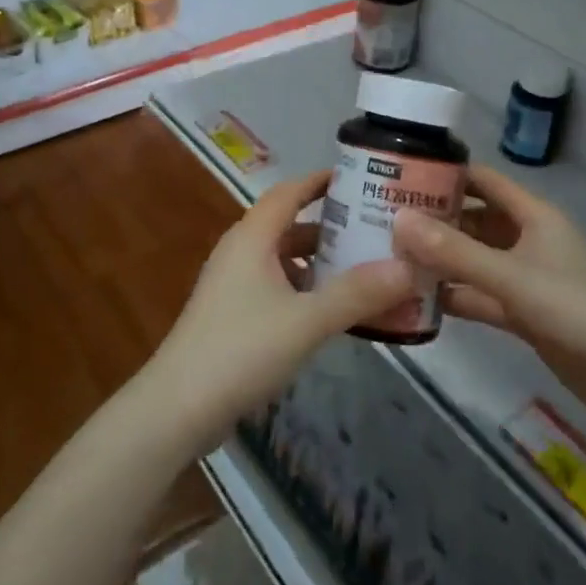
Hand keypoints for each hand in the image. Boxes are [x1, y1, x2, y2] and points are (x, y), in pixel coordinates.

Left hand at [148, 171, 418, 449]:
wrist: (178, 408)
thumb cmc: (242, 350)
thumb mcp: (307, 320)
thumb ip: (357, 293)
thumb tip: (408, 267)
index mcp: (252, 237)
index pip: (290, 191)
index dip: (321, 180)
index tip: (360, 176)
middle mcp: (240, 251)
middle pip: (290, 225)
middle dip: (331, 225)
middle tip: (376, 229)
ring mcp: (233, 284)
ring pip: (283, 259)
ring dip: (319, 261)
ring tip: (364, 269)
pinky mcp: (232, 314)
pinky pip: (276, 286)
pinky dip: (305, 289)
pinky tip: (332, 310)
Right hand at [392, 167, 585, 427]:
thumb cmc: (574, 309)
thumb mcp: (510, 277)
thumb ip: (454, 251)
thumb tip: (398, 220)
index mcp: (533, 215)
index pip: (483, 180)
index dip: (446, 173)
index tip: (401, 174)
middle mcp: (528, 239)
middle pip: (474, 220)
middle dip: (435, 220)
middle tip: (384, 221)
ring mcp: (526, 277)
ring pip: (475, 259)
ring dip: (441, 259)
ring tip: (392, 257)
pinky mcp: (525, 312)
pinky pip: (482, 294)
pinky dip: (456, 294)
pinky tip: (419, 300)